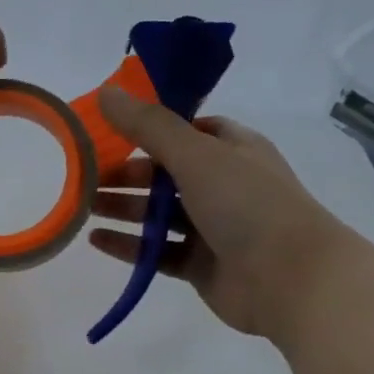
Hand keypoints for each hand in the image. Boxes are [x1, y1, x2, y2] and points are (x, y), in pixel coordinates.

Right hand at [88, 86, 352, 341]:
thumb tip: (105, 91)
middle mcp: (224, 185)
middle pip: (166, 174)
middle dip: (126, 173)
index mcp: (233, 149)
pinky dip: (129, 245)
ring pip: (159, 214)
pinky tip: (95, 240)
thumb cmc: (248, 205)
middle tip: (84, 174)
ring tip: (82, 206)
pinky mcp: (201, 265)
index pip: (187, 129)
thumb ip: (148, 126)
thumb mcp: (196, 154)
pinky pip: (157, 251)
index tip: (109, 130)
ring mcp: (214, 228)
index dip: (150, 128)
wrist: (292, 281)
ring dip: (122, 208)